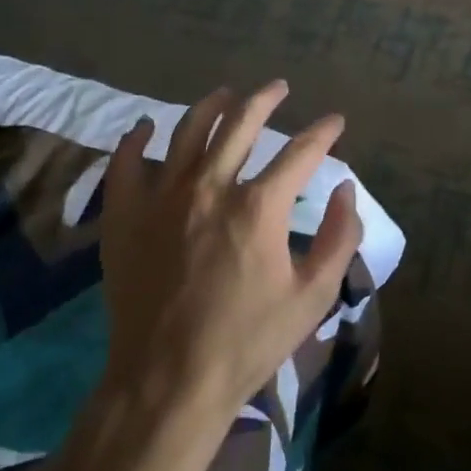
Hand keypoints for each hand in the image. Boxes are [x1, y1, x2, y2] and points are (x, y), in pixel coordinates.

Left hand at [97, 81, 363, 422]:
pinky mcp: (125, 216)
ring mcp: (161, 197)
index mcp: (258, 206)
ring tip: (226, 93)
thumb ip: (339, 238)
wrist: (167, 382)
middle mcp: (210, 187)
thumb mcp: (313, 297)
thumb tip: (344, 189)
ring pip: (187, 130)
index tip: (335, 122)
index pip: (301, 152)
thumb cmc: (247, 342)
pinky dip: (137, 138)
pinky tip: (146, 126)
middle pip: (241, 123)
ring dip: (211, 105)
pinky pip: (126, 162)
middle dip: (265, 99)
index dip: (323, 133)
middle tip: (278, 87)